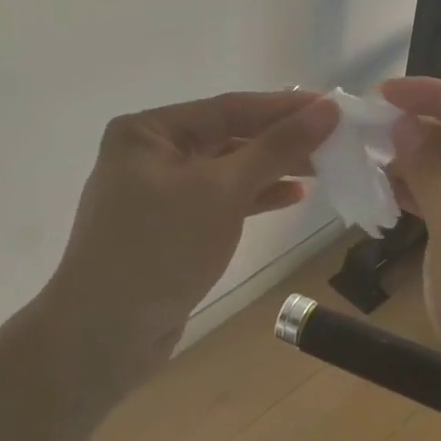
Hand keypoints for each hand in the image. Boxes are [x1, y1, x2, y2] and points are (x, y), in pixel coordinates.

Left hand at [42, 90, 338, 386]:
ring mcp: (160, 191)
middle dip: (281, 139)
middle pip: (229, 135)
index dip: (284, 107)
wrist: (105, 335)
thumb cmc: (160, 248)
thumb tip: (327, 109)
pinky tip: (293, 195)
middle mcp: (151, 153)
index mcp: (149, 130)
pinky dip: (255, 197)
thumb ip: (276, 148)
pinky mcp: (172, 226)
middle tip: (335, 140)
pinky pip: (221, 199)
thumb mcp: (222, 191)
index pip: (229, 108)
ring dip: (273, 168)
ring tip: (323, 167)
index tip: (334, 105)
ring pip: (228, 169)